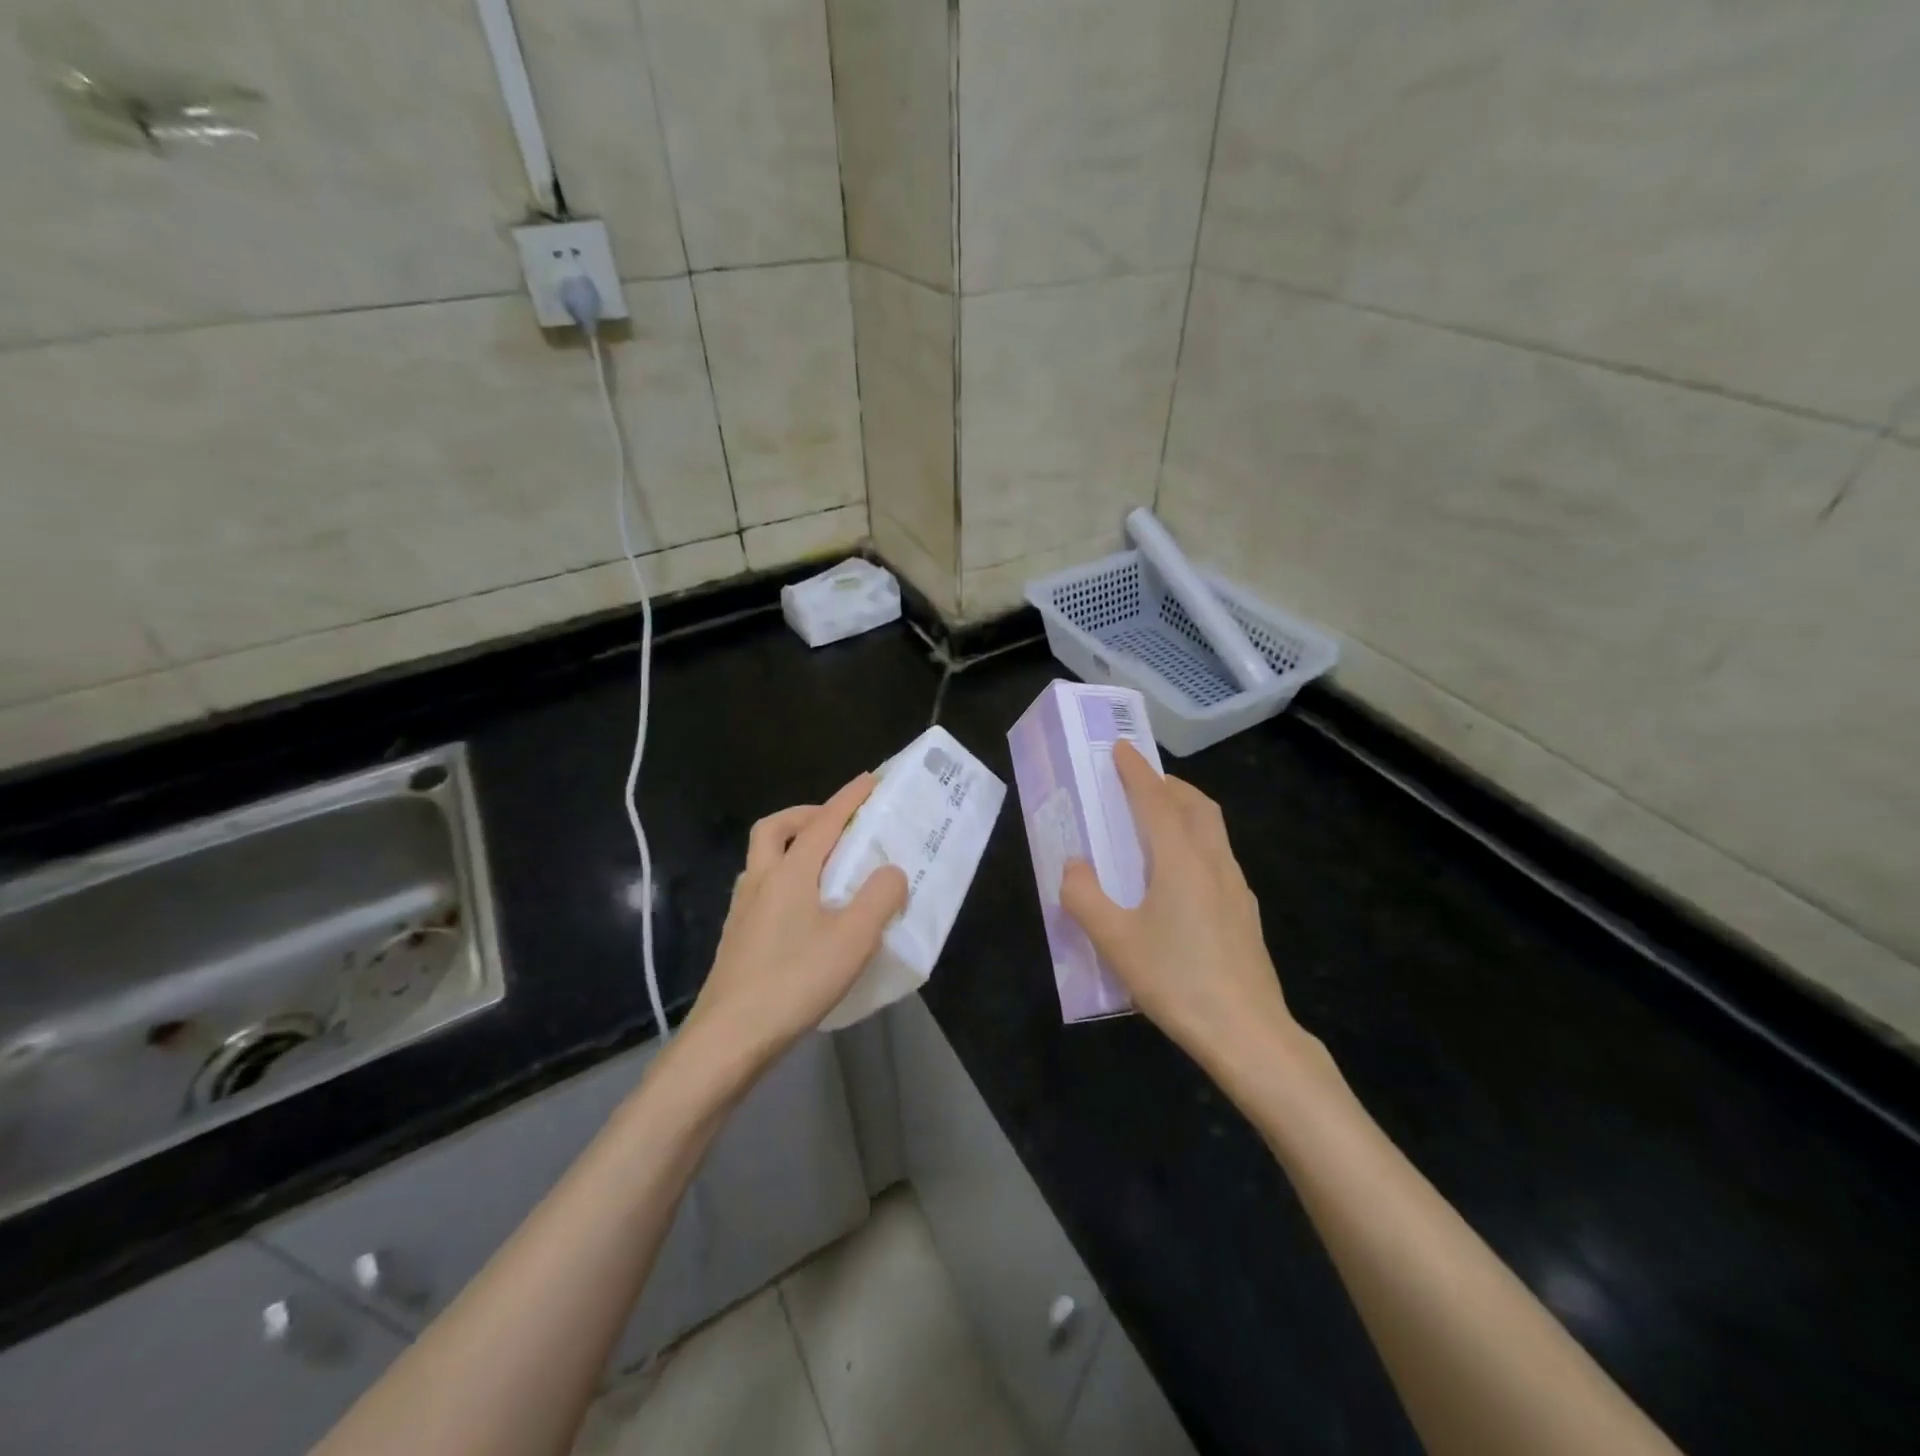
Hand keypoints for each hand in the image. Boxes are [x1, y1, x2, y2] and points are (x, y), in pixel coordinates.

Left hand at [679, 773, 908, 1076]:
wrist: (728, 1039)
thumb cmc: (795, 981)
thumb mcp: (853, 939)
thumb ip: (879, 897)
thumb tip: (892, 872)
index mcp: (790, 873)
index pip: (825, 822)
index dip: (850, 798)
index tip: (872, 779)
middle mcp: (761, 881)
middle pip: (775, 829)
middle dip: (807, 815)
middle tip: (837, 826)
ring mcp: (743, 910)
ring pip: (763, 859)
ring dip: (792, 848)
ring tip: (826, 869)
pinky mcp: (738, 938)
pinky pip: (762, 889)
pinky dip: (785, 881)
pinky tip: (805, 914)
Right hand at [1061, 742, 1303, 1078]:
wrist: (1248, 1033)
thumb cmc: (1177, 981)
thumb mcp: (1116, 942)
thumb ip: (1085, 898)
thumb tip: (1072, 866)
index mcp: (1180, 860)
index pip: (1156, 800)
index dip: (1135, 772)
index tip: (1120, 748)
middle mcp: (1213, 863)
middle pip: (1196, 806)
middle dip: (1168, 785)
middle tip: (1140, 784)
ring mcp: (1236, 888)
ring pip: (1212, 830)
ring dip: (1186, 811)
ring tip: (1158, 822)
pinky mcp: (1245, 913)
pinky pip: (1218, 857)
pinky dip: (1196, 842)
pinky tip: (1180, 876)